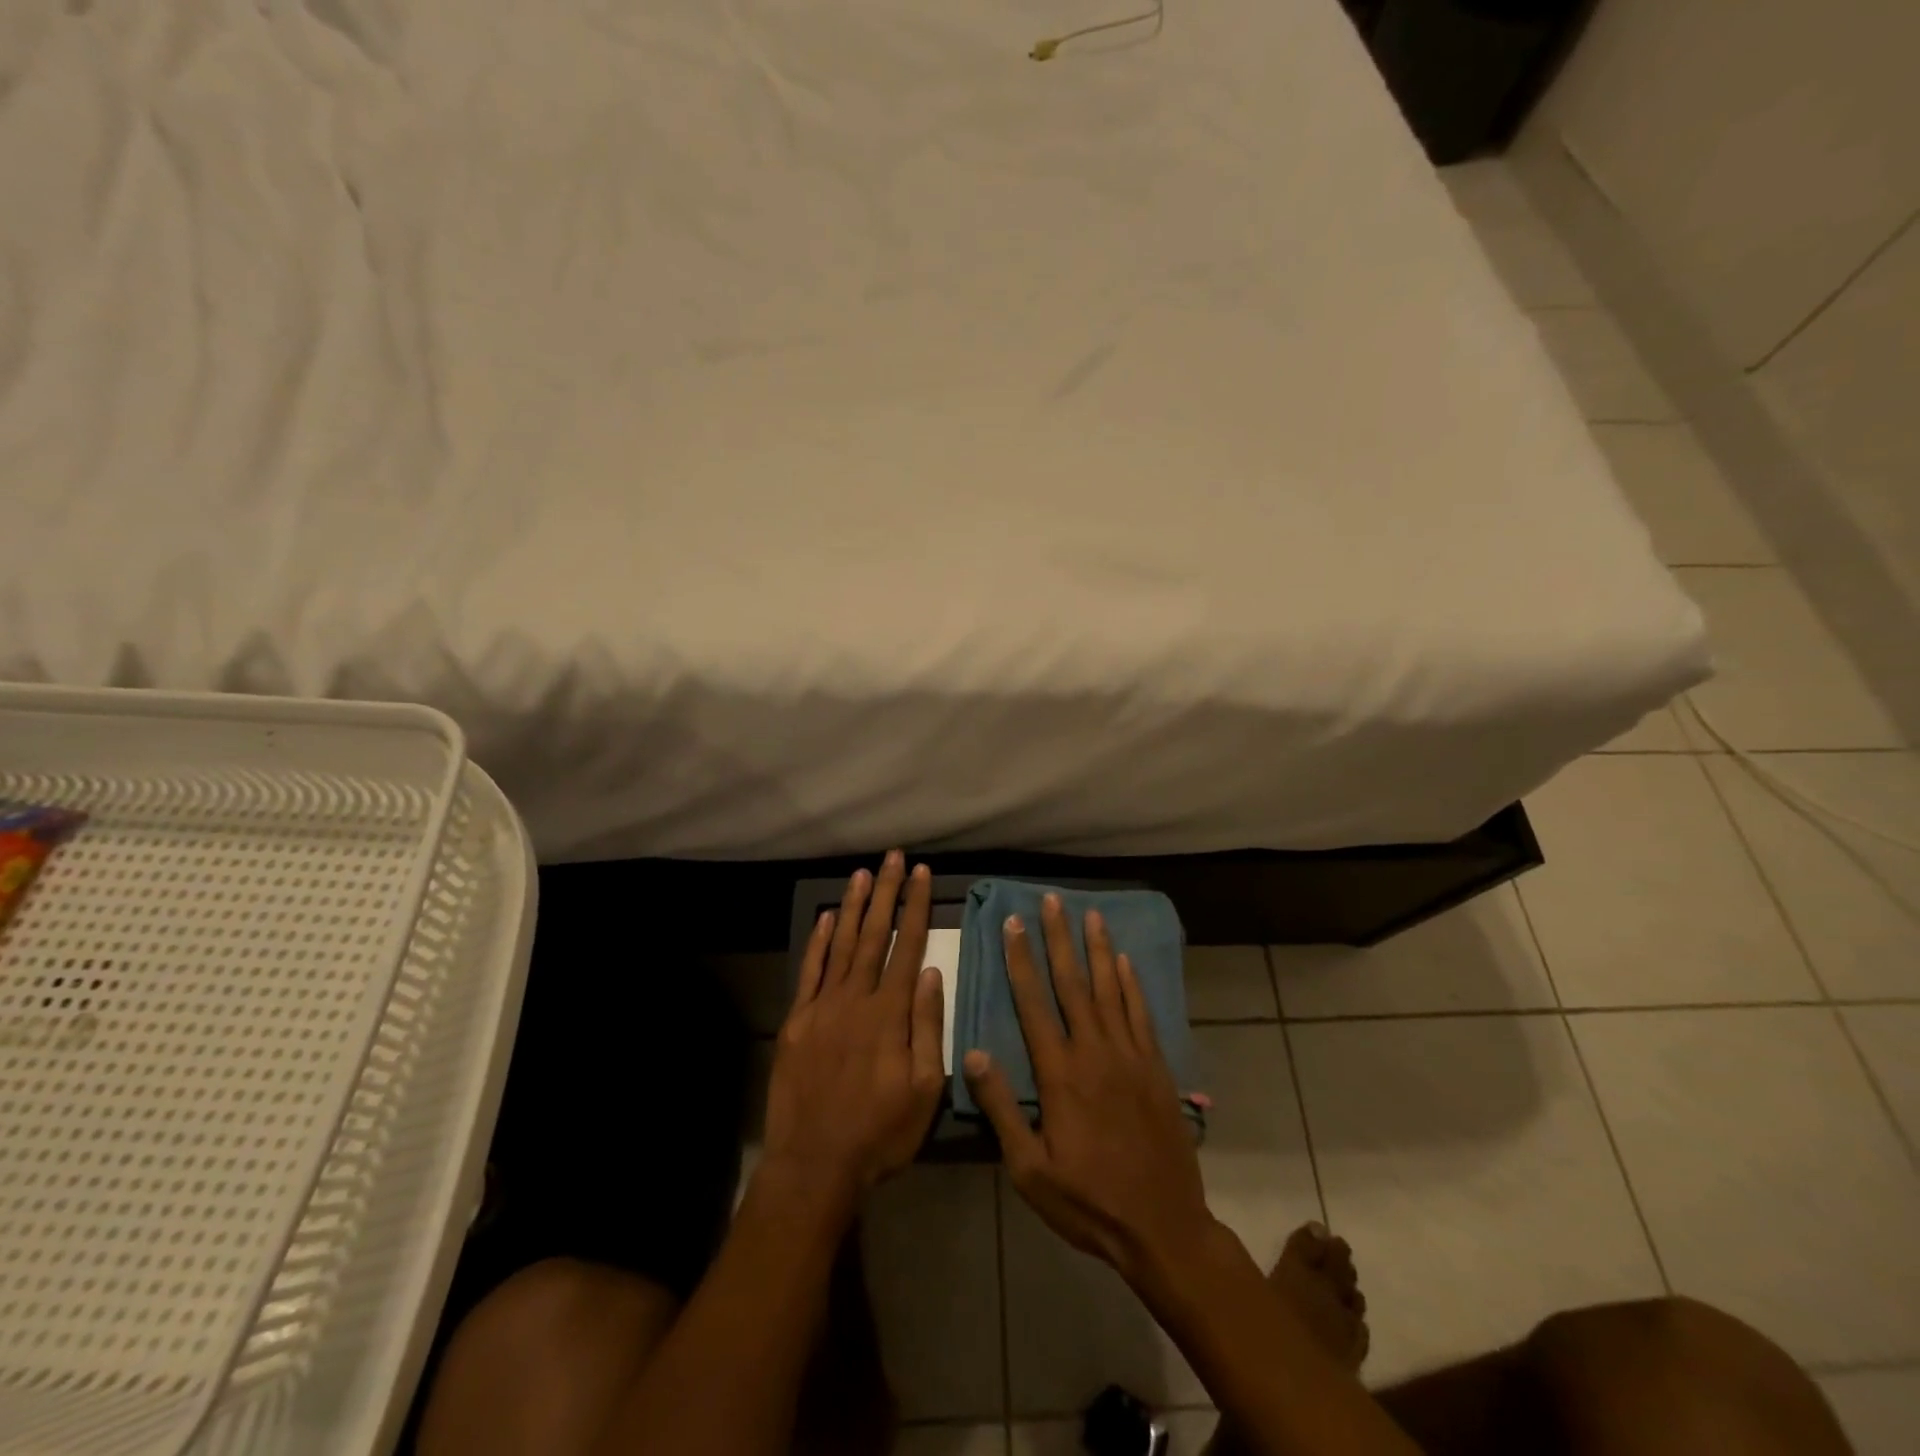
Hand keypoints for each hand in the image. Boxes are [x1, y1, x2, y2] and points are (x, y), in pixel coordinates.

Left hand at [763, 851, 945, 1205]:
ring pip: (842, 944)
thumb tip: (932, 973)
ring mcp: (822, 1007)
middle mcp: (856, 999)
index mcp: (890, 1014)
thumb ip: (928, 1027)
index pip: (907, 946)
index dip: (916, 907)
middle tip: (893, 858)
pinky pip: (810, 971)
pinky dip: (819, 941)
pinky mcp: (797, 1021)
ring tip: (864, 874)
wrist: (814, 1163)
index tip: (922, 874)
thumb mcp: (924, 1090)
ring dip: (855, 907)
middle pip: (874, 935)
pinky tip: (827, 918)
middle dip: (887, 893)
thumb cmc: (879, 1132)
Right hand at [964, 894, 1217, 1285]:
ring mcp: (1130, 1057)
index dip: (1021, 960)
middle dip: (1059, 938)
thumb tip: (972, 1053)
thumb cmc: (1088, 1202)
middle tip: (1051, 900)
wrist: (1163, 1227)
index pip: (1034, 1003)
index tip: (1013, 923)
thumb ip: (1001, 1108)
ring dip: (1098, 949)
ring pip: (1110, 989)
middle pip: (1073, 983)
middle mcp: (1095, 1052)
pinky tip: (1125, 961)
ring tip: (1090, 914)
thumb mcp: (1030, 1169)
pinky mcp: (1156, 1068)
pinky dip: (1133, 984)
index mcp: (1060, 1074)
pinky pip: (1141, 1015)